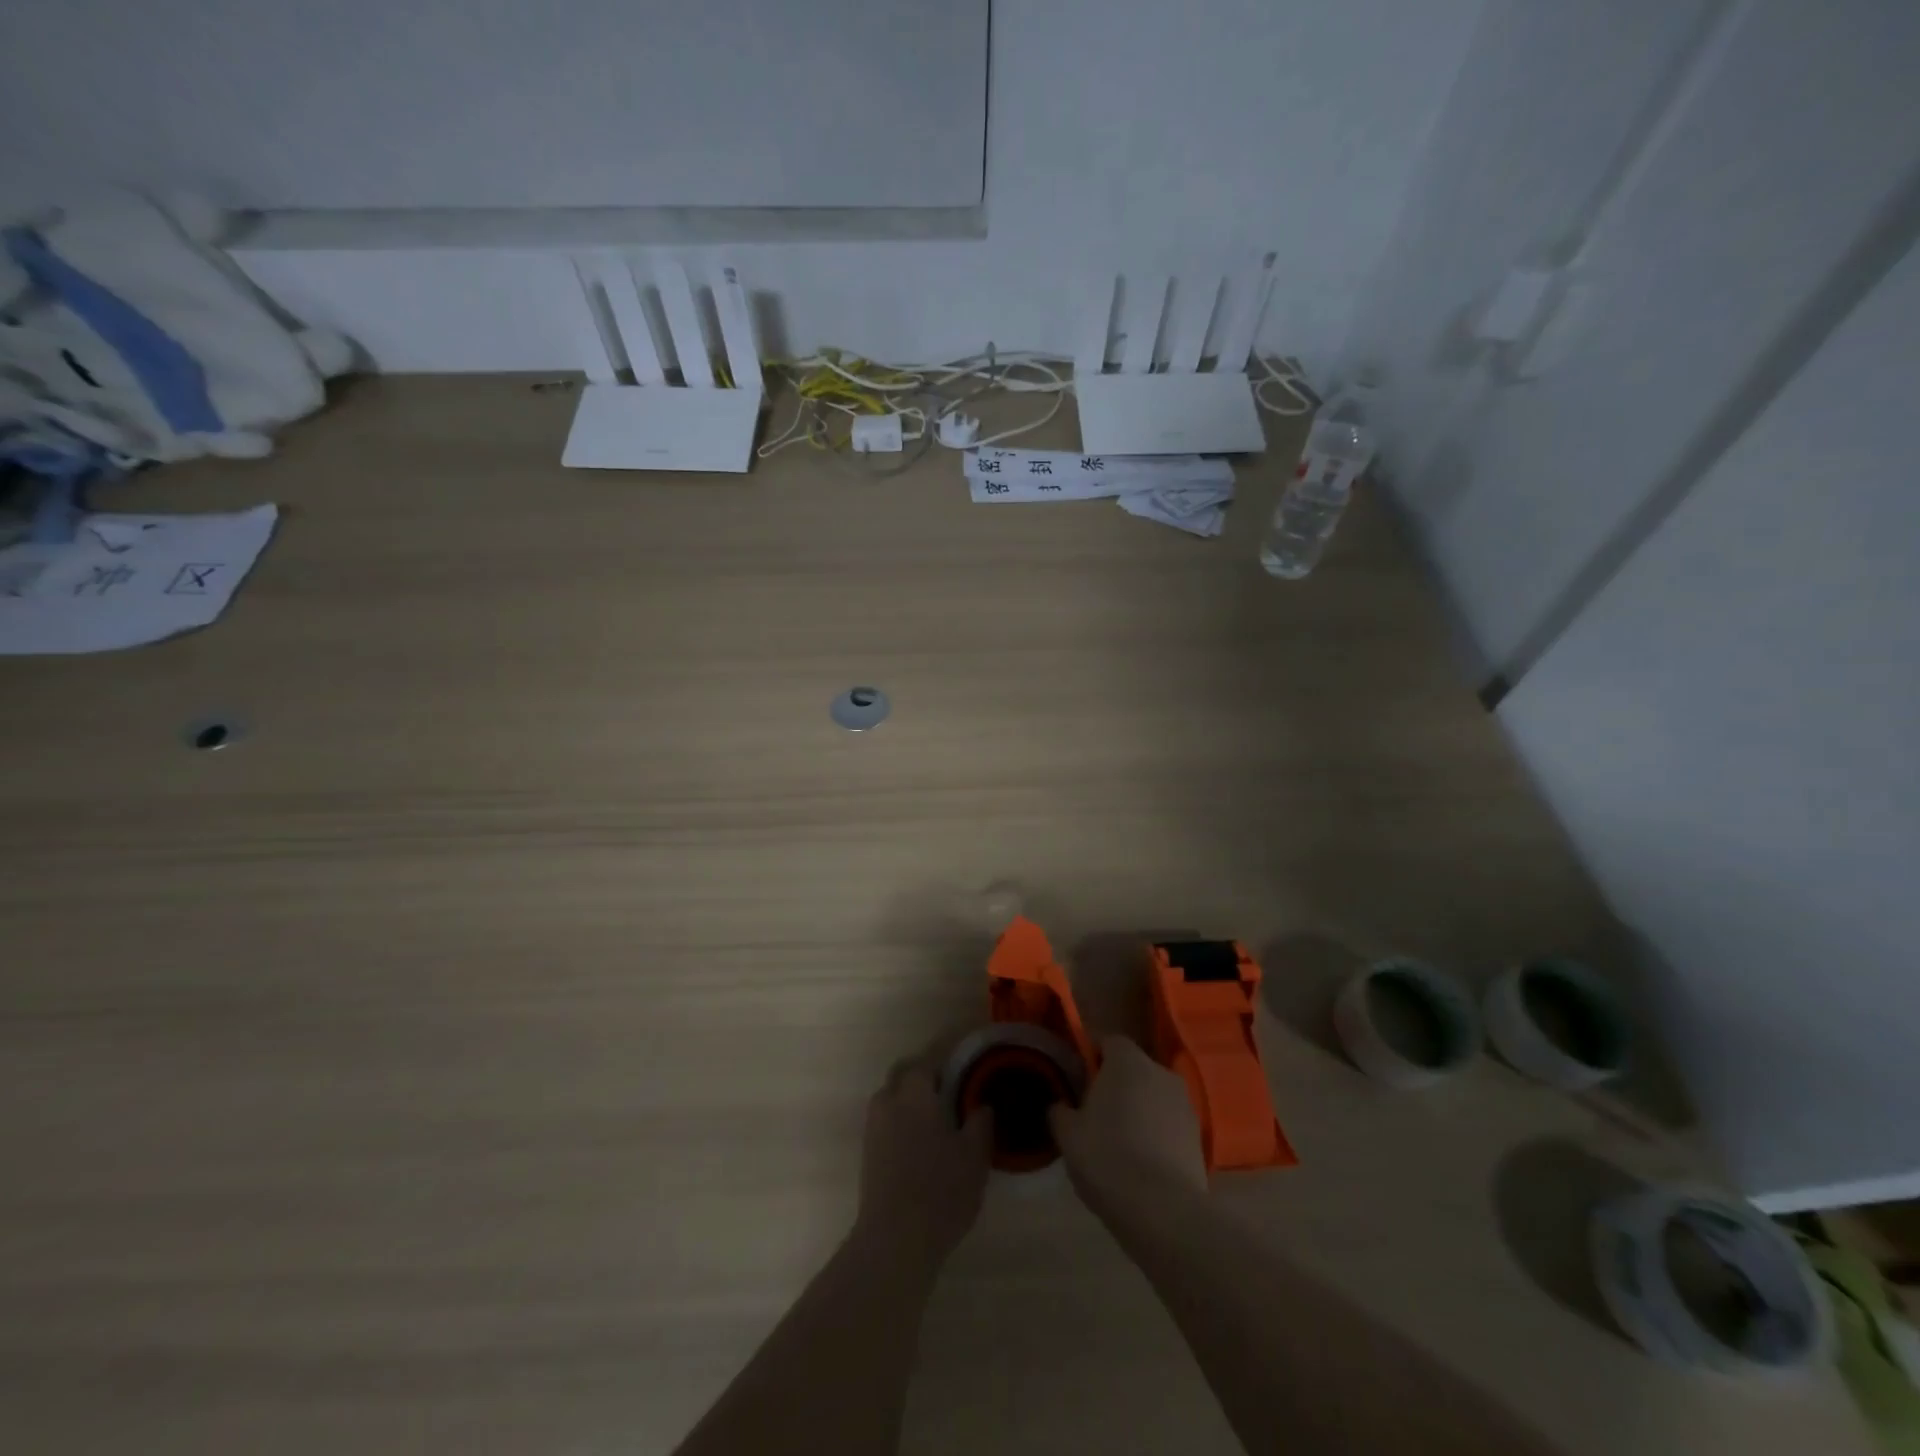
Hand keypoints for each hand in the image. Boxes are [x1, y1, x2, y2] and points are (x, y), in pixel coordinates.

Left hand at [853, 1044, 992, 1272]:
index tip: (964, 1049)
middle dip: (926, 1071)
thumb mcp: (974, 1156)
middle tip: (952, 1083)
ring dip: (912, 1095)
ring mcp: (874, 1126)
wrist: (895, 1240)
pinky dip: (903, 1117)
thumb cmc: (941, 1190)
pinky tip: (923, 1138)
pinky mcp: (868, 1151)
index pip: (931, 1057)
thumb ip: (980, 1123)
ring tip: (939, 1112)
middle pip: (905, 1072)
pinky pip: (887, 1118)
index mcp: (915, 1092)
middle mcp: (889, 1100)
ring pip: (893, 1095)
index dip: (948, 1050)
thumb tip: (982, 1105)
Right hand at [1049, 1035, 1206, 1223]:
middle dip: (1116, 1085)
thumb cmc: (1108, 1158)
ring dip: (1139, 1110)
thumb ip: (1060, 1111)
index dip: (1092, 1057)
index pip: (1108, 1041)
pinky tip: (1143, 1163)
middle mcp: (1161, 1072)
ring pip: (1153, 1097)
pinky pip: (1169, 1124)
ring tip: (1120, 1143)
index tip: (1078, 1081)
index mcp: (1127, 1061)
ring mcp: (1185, 1104)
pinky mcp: (1199, 1137)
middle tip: (1095, 1113)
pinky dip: (1157, 1134)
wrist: (1164, 1211)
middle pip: (1133, 1068)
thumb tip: (1061, 1105)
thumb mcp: (1068, 1135)